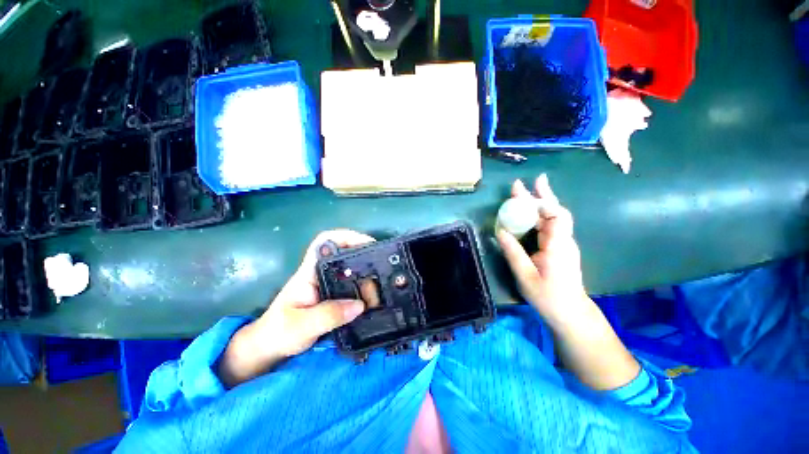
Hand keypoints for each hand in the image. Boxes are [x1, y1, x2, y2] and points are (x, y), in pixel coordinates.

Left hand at [218, 230, 373, 387]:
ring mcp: (328, 285)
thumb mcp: (301, 326)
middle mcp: (320, 274)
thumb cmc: (277, 333)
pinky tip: (373, 298)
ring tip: (381, 287)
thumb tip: (360, 305)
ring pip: (351, 271)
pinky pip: (353, 287)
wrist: (269, 349)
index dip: (346, 236)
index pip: (325, 242)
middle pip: (344, 254)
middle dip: (364, 256)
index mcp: (309, 273)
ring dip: (367, 276)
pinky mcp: (333, 297)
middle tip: (382, 267)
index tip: (367, 243)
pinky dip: (365, 289)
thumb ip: (328, 316)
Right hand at [496, 174, 588, 326]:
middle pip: (553, 212)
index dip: (543, 201)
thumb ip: (513, 252)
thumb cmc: (548, 296)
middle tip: (521, 184)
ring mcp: (562, 243)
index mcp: (557, 246)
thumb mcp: (526, 276)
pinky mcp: (558, 247)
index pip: (555, 216)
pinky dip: (536, 215)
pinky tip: (526, 212)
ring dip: (536, 203)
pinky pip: (547, 226)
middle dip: (538, 195)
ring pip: (551, 217)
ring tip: (521, 192)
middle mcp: (563, 240)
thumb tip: (500, 231)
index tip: (530, 187)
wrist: (570, 312)